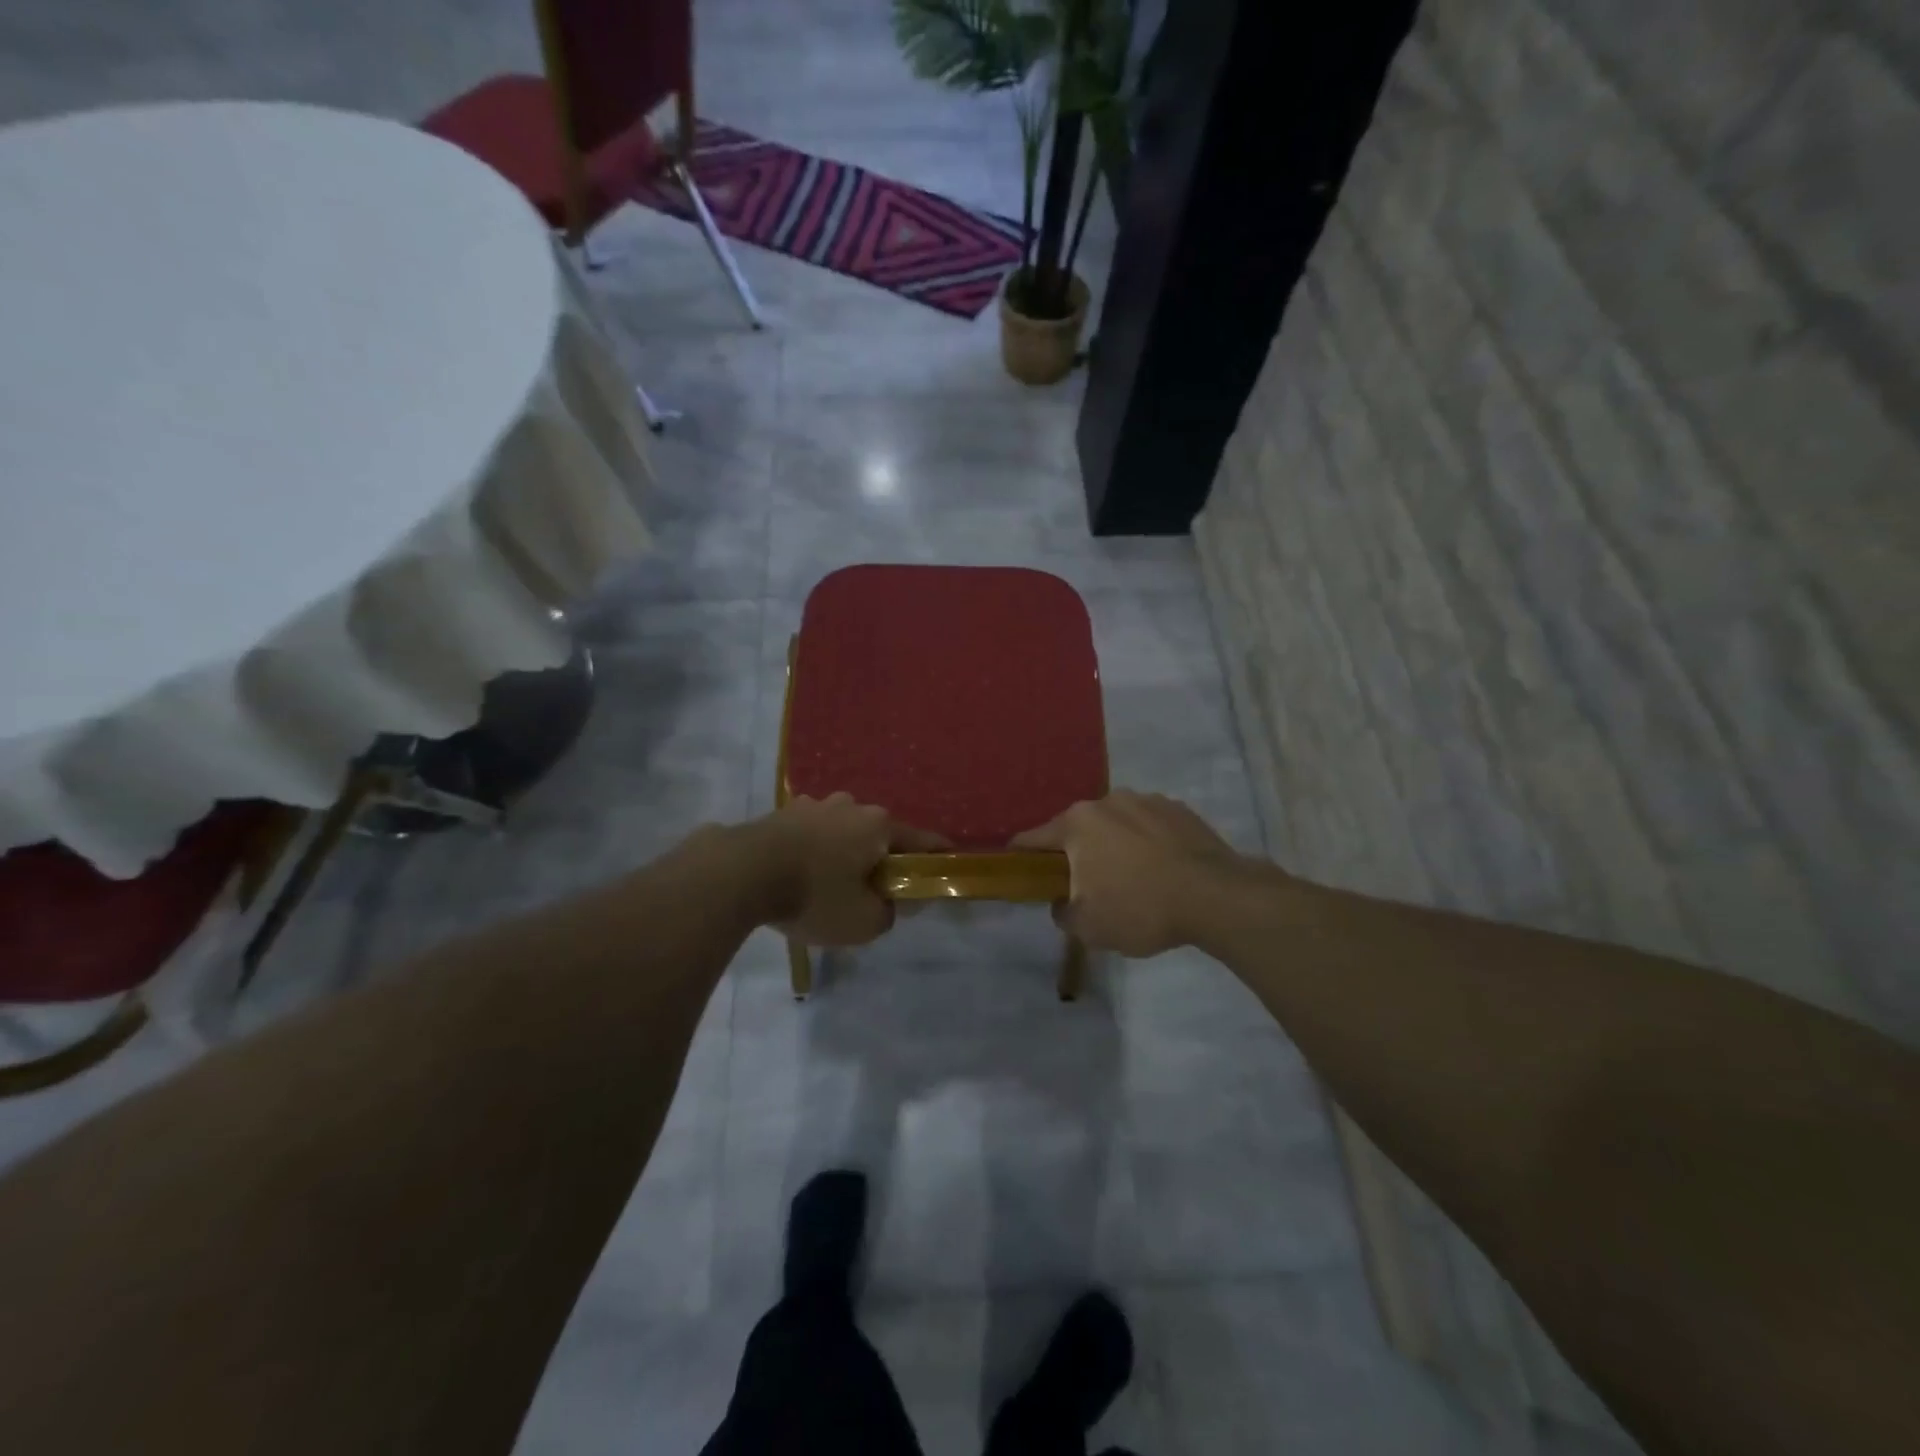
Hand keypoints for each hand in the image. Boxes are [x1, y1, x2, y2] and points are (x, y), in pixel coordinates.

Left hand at [751, 794, 949, 946]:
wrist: (741, 872)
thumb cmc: (814, 895)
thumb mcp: (864, 921)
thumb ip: (888, 913)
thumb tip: (887, 903)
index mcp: (878, 826)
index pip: (921, 840)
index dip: (937, 854)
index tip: (947, 862)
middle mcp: (850, 806)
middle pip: (877, 834)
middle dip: (880, 858)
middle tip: (875, 889)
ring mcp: (813, 806)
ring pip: (842, 831)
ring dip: (843, 852)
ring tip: (831, 884)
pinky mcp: (781, 813)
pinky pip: (810, 834)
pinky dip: (813, 851)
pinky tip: (800, 874)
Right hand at [1012, 791, 1253, 956]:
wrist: (1217, 897)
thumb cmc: (1141, 909)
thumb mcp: (1088, 927)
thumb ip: (1062, 913)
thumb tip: (1062, 903)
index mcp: (1078, 824)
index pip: (1034, 838)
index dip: (1022, 856)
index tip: (1018, 869)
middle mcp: (1107, 801)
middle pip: (1078, 829)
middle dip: (1076, 854)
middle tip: (1085, 886)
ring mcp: (1146, 800)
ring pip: (1116, 825)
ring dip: (1114, 846)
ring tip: (1131, 879)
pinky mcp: (1179, 809)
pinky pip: (1149, 827)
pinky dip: (1147, 844)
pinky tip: (1161, 871)